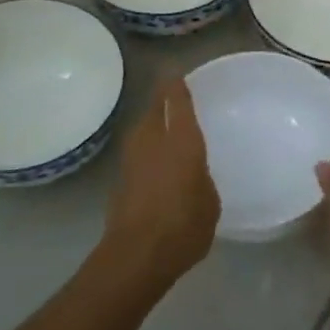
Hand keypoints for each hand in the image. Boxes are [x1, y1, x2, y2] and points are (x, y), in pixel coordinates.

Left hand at [100, 73, 219, 290]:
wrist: (137, 255)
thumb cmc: (184, 226)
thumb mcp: (209, 201)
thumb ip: (201, 178)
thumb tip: (192, 174)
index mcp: (182, 141)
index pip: (177, 100)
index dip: (176, 84)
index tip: (178, 74)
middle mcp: (153, 141)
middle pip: (154, 109)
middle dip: (162, 100)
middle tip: (175, 98)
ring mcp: (132, 159)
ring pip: (142, 129)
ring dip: (152, 123)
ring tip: (167, 127)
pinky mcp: (120, 179)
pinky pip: (138, 152)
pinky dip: (147, 149)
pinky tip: (157, 161)